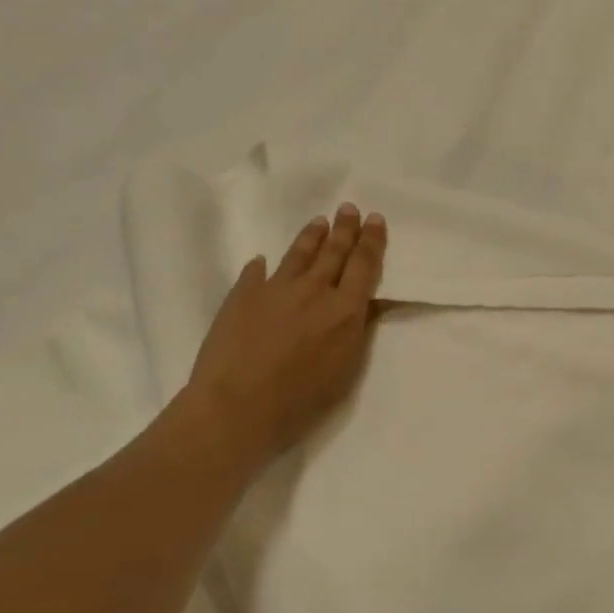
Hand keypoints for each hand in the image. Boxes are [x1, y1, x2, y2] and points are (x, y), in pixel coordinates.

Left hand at [171, 203, 386, 472]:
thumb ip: (355, 333)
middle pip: (333, 253)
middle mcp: (313, 291)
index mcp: (344, 311)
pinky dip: (263, 266)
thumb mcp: (345, 370)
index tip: (374, 219)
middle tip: (349, 208)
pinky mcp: (242, 296)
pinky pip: (256, 273)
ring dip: (311, 238)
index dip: (371, 242)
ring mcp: (274, 289)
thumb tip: (362, 306)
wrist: (238, 404)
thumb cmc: (301, 399)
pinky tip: (262, 261)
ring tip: (319, 222)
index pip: (363, 267)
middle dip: (344, 229)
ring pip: (298, 255)